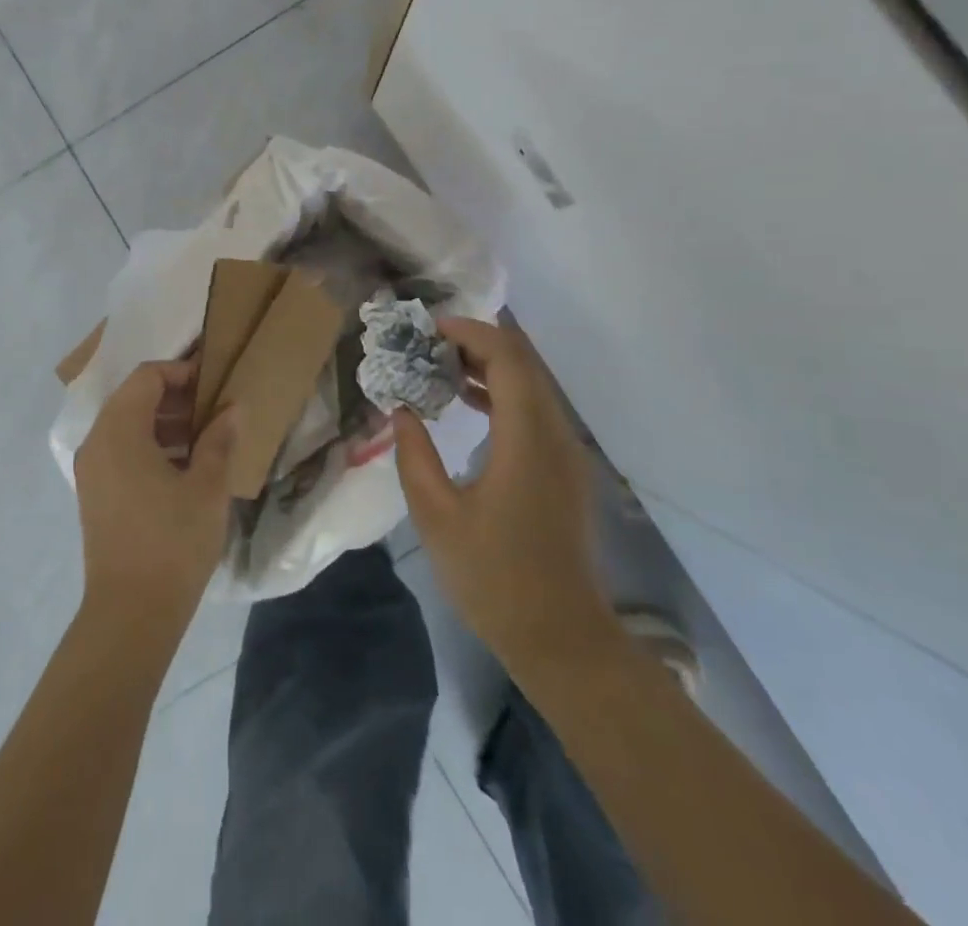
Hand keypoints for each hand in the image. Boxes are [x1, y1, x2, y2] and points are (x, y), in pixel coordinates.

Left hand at [74, 360, 236, 636]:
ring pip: (127, 425)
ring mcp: (91, 469)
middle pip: (134, 397)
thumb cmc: (172, 542)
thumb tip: (232, 408)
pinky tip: (184, 468)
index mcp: (119, 430)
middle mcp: (97, 441)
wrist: (130, 614)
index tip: (214, 383)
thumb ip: (220, 439)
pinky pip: (121, 451)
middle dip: (175, 397)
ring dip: (164, 422)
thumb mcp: (207, 487)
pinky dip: (150, 446)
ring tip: (205, 439)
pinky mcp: (95, 493)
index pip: (147, 377)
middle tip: (214, 410)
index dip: (182, 371)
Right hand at [392, 317, 613, 673]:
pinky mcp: (565, 471)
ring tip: (439, 365)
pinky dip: (501, 394)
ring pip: (531, 386)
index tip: (429, 328)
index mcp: (527, 439)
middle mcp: (555, 435)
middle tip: (428, 343)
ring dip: (489, 367)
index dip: (470, 332)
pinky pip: (535, 411)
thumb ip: (414, 456)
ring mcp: (566, 453)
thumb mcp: (437, 517)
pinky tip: (466, 403)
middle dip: (476, 343)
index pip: (507, 359)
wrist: (563, 639)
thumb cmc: (495, 578)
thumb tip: (401, 411)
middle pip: (523, 364)